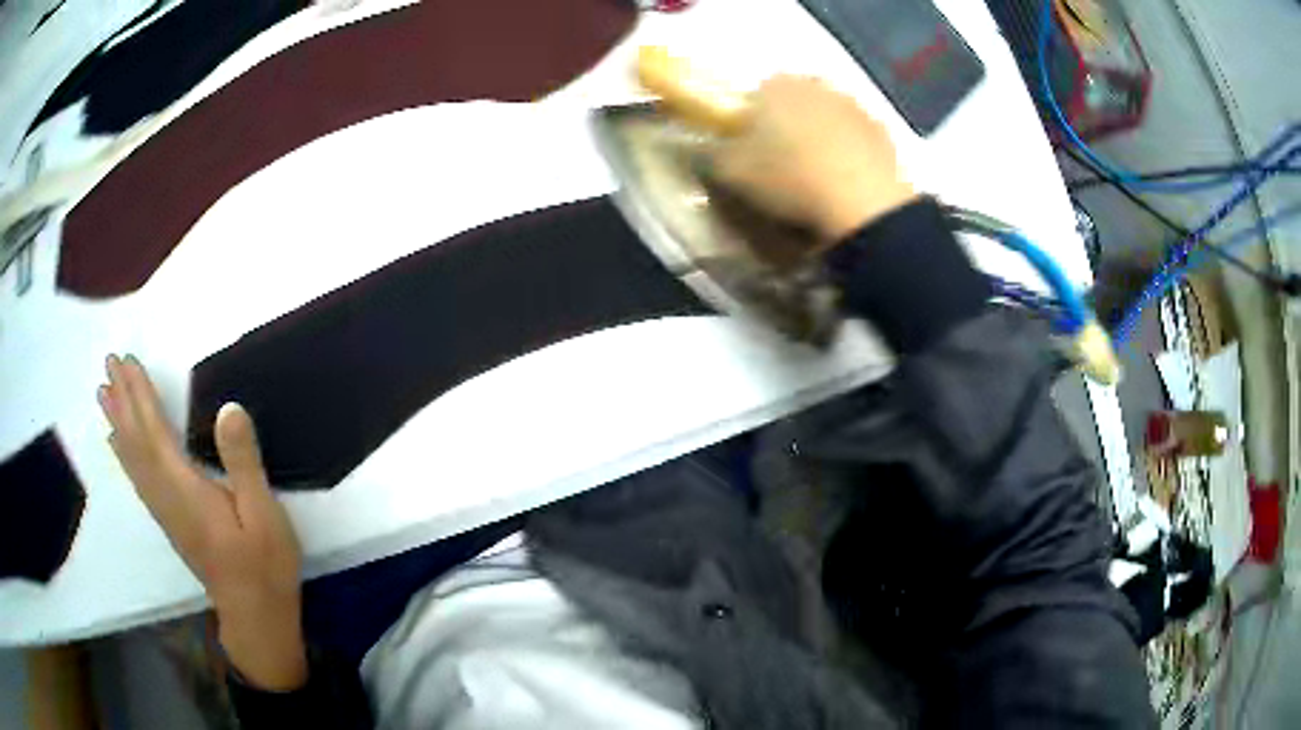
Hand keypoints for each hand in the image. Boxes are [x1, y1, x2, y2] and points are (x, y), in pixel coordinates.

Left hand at [98, 355, 306, 690]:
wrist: (255, 617)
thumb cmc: (264, 566)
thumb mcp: (265, 515)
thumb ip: (243, 462)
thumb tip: (228, 408)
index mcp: (186, 490)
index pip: (155, 432)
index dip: (140, 394)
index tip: (126, 361)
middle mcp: (166, 496)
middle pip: (136, 442)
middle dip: (122, 400)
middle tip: (108, 363)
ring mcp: (165, 511)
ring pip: (132, 460)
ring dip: (117, 423)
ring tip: (104, 394)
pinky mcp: (169, 521)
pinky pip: (138, 478)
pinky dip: (124, 454)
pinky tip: (118, 444)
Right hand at [708, 76, 917, 242]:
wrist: (861, 203)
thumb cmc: (789, 178)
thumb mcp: (731, 172)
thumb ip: (712, 151)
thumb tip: (704, 143)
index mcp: (775, 85)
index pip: (754, 95)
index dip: (750, 123)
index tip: (750, 151)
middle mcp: (816, 84)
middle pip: (794, 102)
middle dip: (787, 124)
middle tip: (782, 164)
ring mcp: (854, 105)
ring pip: (826, 117)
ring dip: (820, 137)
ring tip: (816, 177)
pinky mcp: (883, 131)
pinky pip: (856, 138)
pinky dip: (849, 153)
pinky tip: (844, 182)